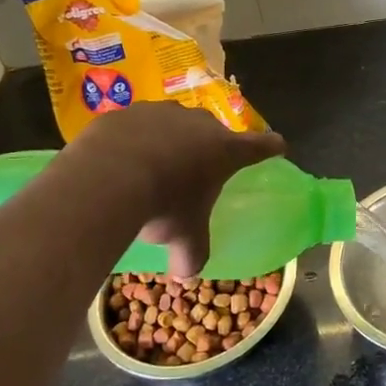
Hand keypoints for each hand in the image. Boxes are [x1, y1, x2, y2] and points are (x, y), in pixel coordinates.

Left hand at [67, 104, 286, 275]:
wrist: (107, 176)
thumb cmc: (164, 205)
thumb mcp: (184, 238)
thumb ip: (192, 255)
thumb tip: (187, 274)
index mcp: (224, 150)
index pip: (259, 146)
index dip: (270, 147)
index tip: (278, 146)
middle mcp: (198, 123)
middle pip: (211, 133)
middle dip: (205, 149)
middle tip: (193, 174)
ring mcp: (161, 111)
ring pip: (171, 125)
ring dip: (166, 142)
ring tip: (149, 169)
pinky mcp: (127, 111)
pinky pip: (135, 127)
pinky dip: (132, 141)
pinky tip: (118, 163)